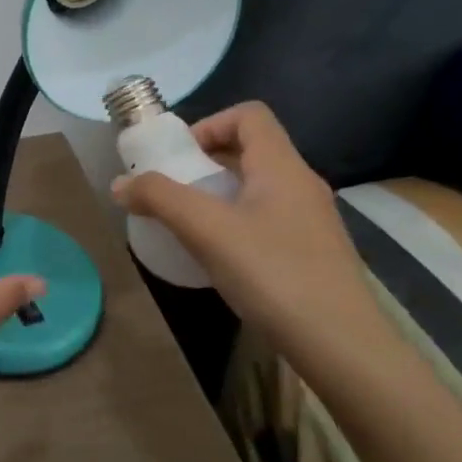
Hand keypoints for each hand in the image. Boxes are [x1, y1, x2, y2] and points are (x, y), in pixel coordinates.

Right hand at [111, 101, 383, 379]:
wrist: (342, 346)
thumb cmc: (273, 274)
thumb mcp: (206, 231)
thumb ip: (159, 199)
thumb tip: (120, 184)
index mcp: (282, 166)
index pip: (249, 115)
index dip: (209, 124)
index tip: (179, 157)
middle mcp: (302, 184)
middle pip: (250, 150)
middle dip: (205, 163)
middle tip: (173, 192)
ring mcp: (312, 220)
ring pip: (258, 188)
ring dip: (218, 196)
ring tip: (189, 226)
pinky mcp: (313, 253)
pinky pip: (267, 219)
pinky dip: (236, 224)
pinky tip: (219, 258)